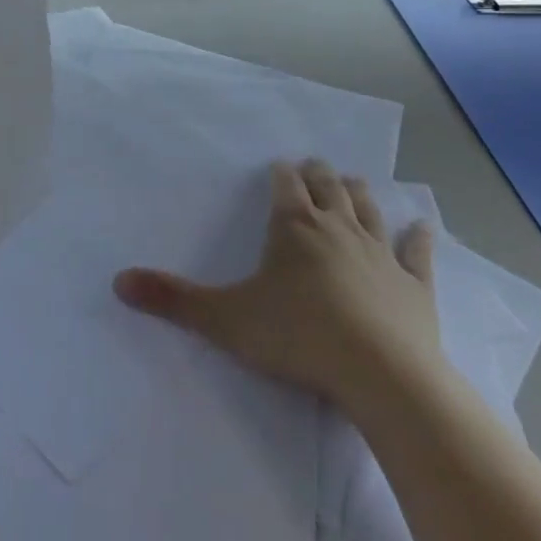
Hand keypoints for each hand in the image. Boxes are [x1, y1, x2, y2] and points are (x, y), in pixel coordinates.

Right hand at [114, 160, 449, 425]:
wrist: (382, 376)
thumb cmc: (298, 337)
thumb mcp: (225, 319)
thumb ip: (173, 299)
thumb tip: (117, 281)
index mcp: (294, 228)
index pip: (286, 186)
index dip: (280, 174)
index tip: (279, 166)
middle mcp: (338, 229)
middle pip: (328, 188)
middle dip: (318, 174)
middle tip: (313, 165)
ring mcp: (381, 254)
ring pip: (369, 209)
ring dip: (359, 193)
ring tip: (353, 181)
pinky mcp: (416, 285)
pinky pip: (418, 253)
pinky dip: (418, 237)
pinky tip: (422, 225)